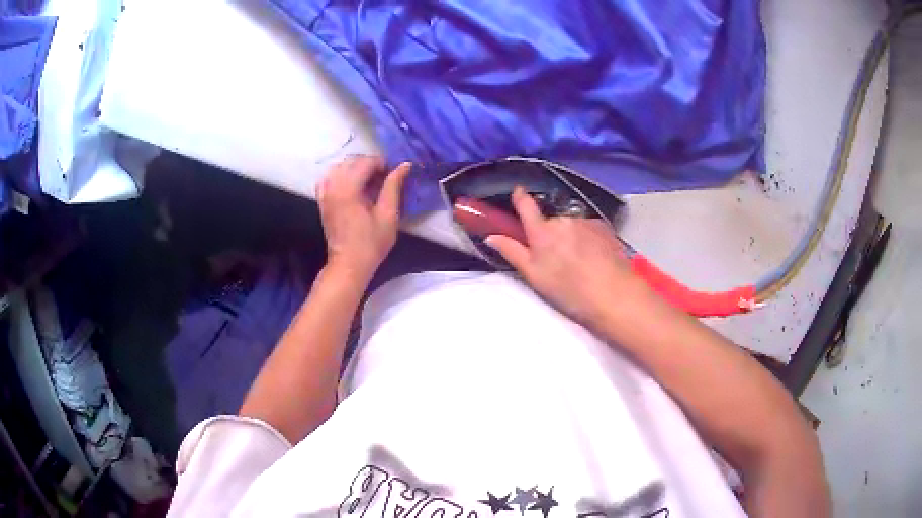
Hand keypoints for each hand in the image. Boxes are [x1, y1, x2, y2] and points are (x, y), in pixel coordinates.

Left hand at [317, 156, 411, 281]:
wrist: (348, 264)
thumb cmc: (371, 243)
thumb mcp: (388, 215)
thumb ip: (394, 186)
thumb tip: (405, 165)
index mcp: (348, 189)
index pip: (366, 162)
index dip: (383, 164)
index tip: (394, 176)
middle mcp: (333, 185)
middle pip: (353, 161)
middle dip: (370, 165)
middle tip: (385, 180)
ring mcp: (324, 192)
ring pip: (341, 166)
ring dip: (357, 169)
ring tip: (370, 183)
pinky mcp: (322, 198)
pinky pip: (331, 176)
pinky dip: (343, 176)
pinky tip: (354, 186)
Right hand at [485, 187, 654, 323]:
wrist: (613, 293)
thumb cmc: (569, 290)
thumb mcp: (534, 276)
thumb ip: (512, 252)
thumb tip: (491, 236)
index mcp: (542, 231)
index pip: (525, 204)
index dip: (519, 197)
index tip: (517, 193)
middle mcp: (562, 219)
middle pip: (550, 221)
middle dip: (550, 233)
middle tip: (555, 258)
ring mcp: (585, 221)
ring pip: (571, 226)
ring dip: (570, 237)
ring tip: (578, 262)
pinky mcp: (604, 227)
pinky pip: (588, 228)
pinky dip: (587, 239)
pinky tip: (593, 258)